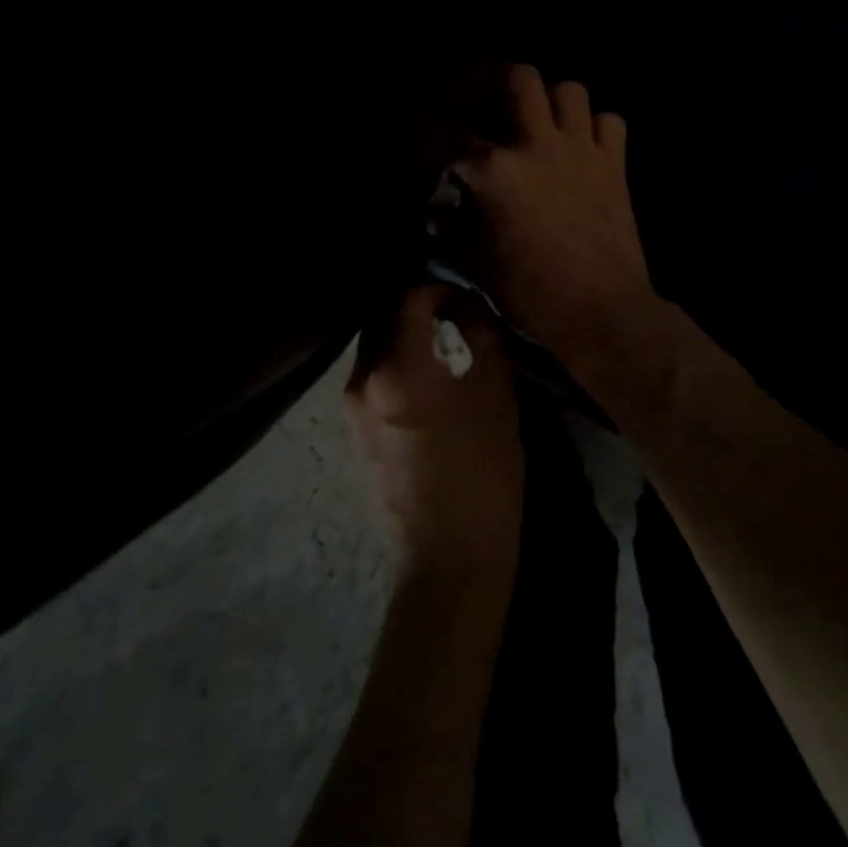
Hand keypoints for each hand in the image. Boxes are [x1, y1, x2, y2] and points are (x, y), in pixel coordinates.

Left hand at [347, 285, 522, 586]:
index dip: (438, 286)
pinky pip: (370, 373)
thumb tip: (473, 307)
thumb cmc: (484, 476)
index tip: (463, 293)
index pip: (409, 299)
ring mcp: (351, 407)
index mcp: (397, 370)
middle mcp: (362, 380)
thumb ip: (483, 339)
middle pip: (382, 316)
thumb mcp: (496, 398)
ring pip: (373, 344)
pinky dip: (393, 357)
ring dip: (402, 330)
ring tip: (439, 332)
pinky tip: (422, 367)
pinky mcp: (353, 429)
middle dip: (414, 303)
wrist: (448, 559)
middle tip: (450, 304)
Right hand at [451, 65, 658, 369]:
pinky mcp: (615, 164)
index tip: (438, 149)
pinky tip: (585, 145)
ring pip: (571, 90)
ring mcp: (581, 150)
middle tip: (496, 106)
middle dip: (502, 83)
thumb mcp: (477, 267)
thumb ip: (451, 232)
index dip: (439, 139)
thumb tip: (435, 213)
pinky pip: (610, 122)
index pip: (455, 136)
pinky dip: (596, 127)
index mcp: (496, 170)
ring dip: (554, 101)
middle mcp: (537, 145)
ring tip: (544, 123)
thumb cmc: (532, 293)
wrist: (603, 311)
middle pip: (521, 79)